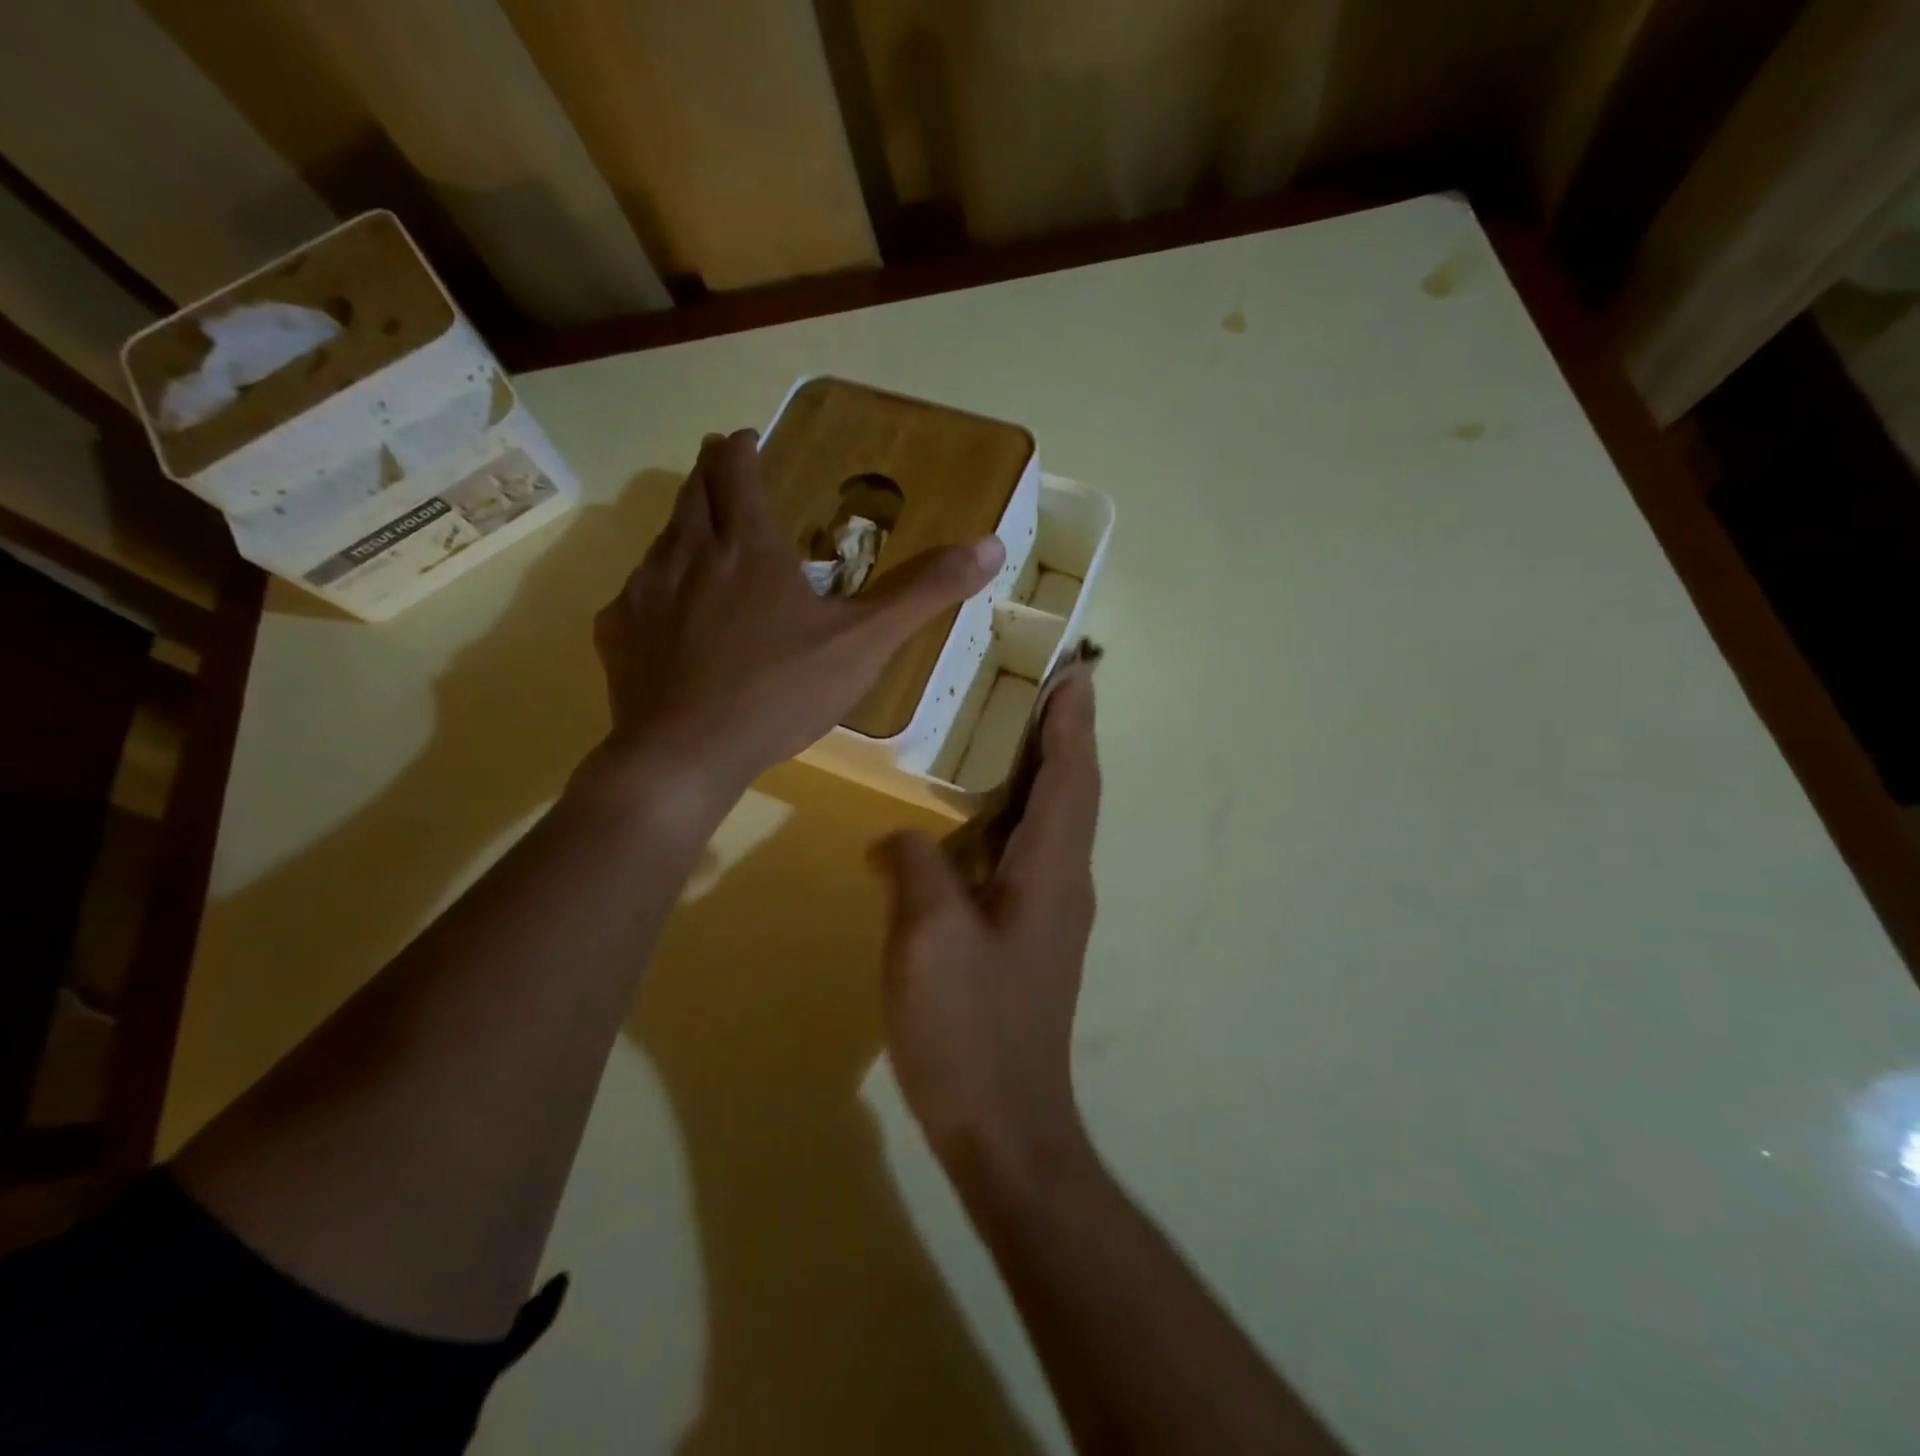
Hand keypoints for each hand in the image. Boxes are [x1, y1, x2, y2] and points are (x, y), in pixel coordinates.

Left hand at [591, 429, 1003, 807]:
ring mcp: (644, 593)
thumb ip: (924, 592)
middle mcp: (689, 554)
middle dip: (708, 474)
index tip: (745, 440)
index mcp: (749, 549)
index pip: (738, 474)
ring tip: (696, 531)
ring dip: (681, 525)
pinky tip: (663, 609)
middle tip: (720, 467)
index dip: (742, 451)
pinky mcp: (618, 634)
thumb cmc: (780, 692)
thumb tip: (991, 544)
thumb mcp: (865, 642)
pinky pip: (634, 594)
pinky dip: (653, 587)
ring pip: (661, 540)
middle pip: (693, 495)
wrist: (686, 753)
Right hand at [875, 676, 1100, 1185]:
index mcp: (1051, 869)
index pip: (1070, 775)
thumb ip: (915, 866)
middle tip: (1042, 684)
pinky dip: (1012, 815)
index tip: (1075, 670)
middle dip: (1063, 733)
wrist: (1006, 1128)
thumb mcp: (927, 936)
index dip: (1073, 720)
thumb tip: (901, 838)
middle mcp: (1064, 880)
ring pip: (1052, 821)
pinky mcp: (1030, 935)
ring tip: (1007, 731)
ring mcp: (1050, 910)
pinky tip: (972, 817)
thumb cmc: (970, 1028)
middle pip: (1071, 789)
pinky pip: (1027, 852)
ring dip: (1040, 770)